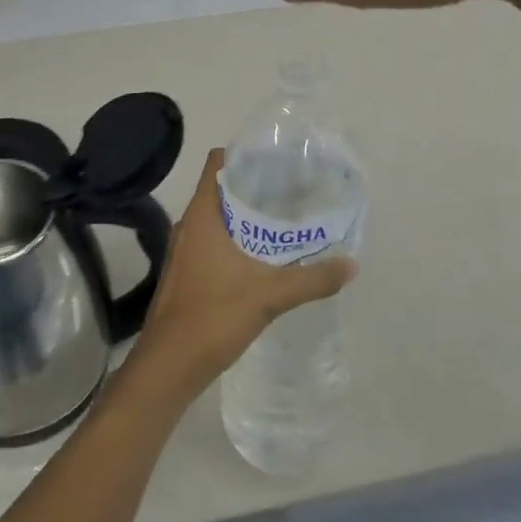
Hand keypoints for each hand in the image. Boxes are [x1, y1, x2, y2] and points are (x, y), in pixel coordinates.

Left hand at [130, 150, 355, 402]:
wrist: (169, 365)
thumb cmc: (212, 316)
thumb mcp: (269, 295)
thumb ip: (312, 279)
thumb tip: (351, 265)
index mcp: (201, 216)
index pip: (217, 164)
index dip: (244, 155)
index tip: (276, 159)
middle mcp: (188, 226)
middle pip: (220, 190)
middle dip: (253, 188)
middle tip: (291, 190)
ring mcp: (185, 251)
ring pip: (217, 219)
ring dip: (245, 217)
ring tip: (283, 220)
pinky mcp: (187, 273)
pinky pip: (213, 243)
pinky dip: (236, 241)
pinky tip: (262, 258)